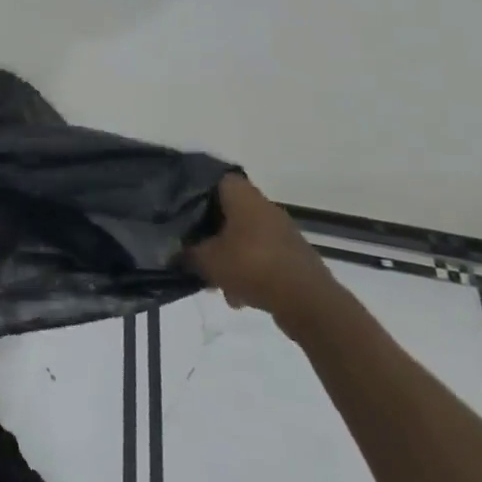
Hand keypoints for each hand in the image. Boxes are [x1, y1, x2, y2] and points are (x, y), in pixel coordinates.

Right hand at [186, 173, 339, 334]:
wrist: (309, 303)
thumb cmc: (253, 267)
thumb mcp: (207, 260)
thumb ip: (186, 252)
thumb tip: (173, 249)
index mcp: (244, 197)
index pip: (216, 178)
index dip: (196, 188)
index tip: (180, 204)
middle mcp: (265, 208)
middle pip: (229, 211)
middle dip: (210, 231)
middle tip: (194, 247)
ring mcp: (282, 233)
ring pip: (244, 237)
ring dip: (228, 256)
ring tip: (215, 283)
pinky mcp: (293, 257)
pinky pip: (260, 257)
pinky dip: (247, 272)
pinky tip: (238, 297)